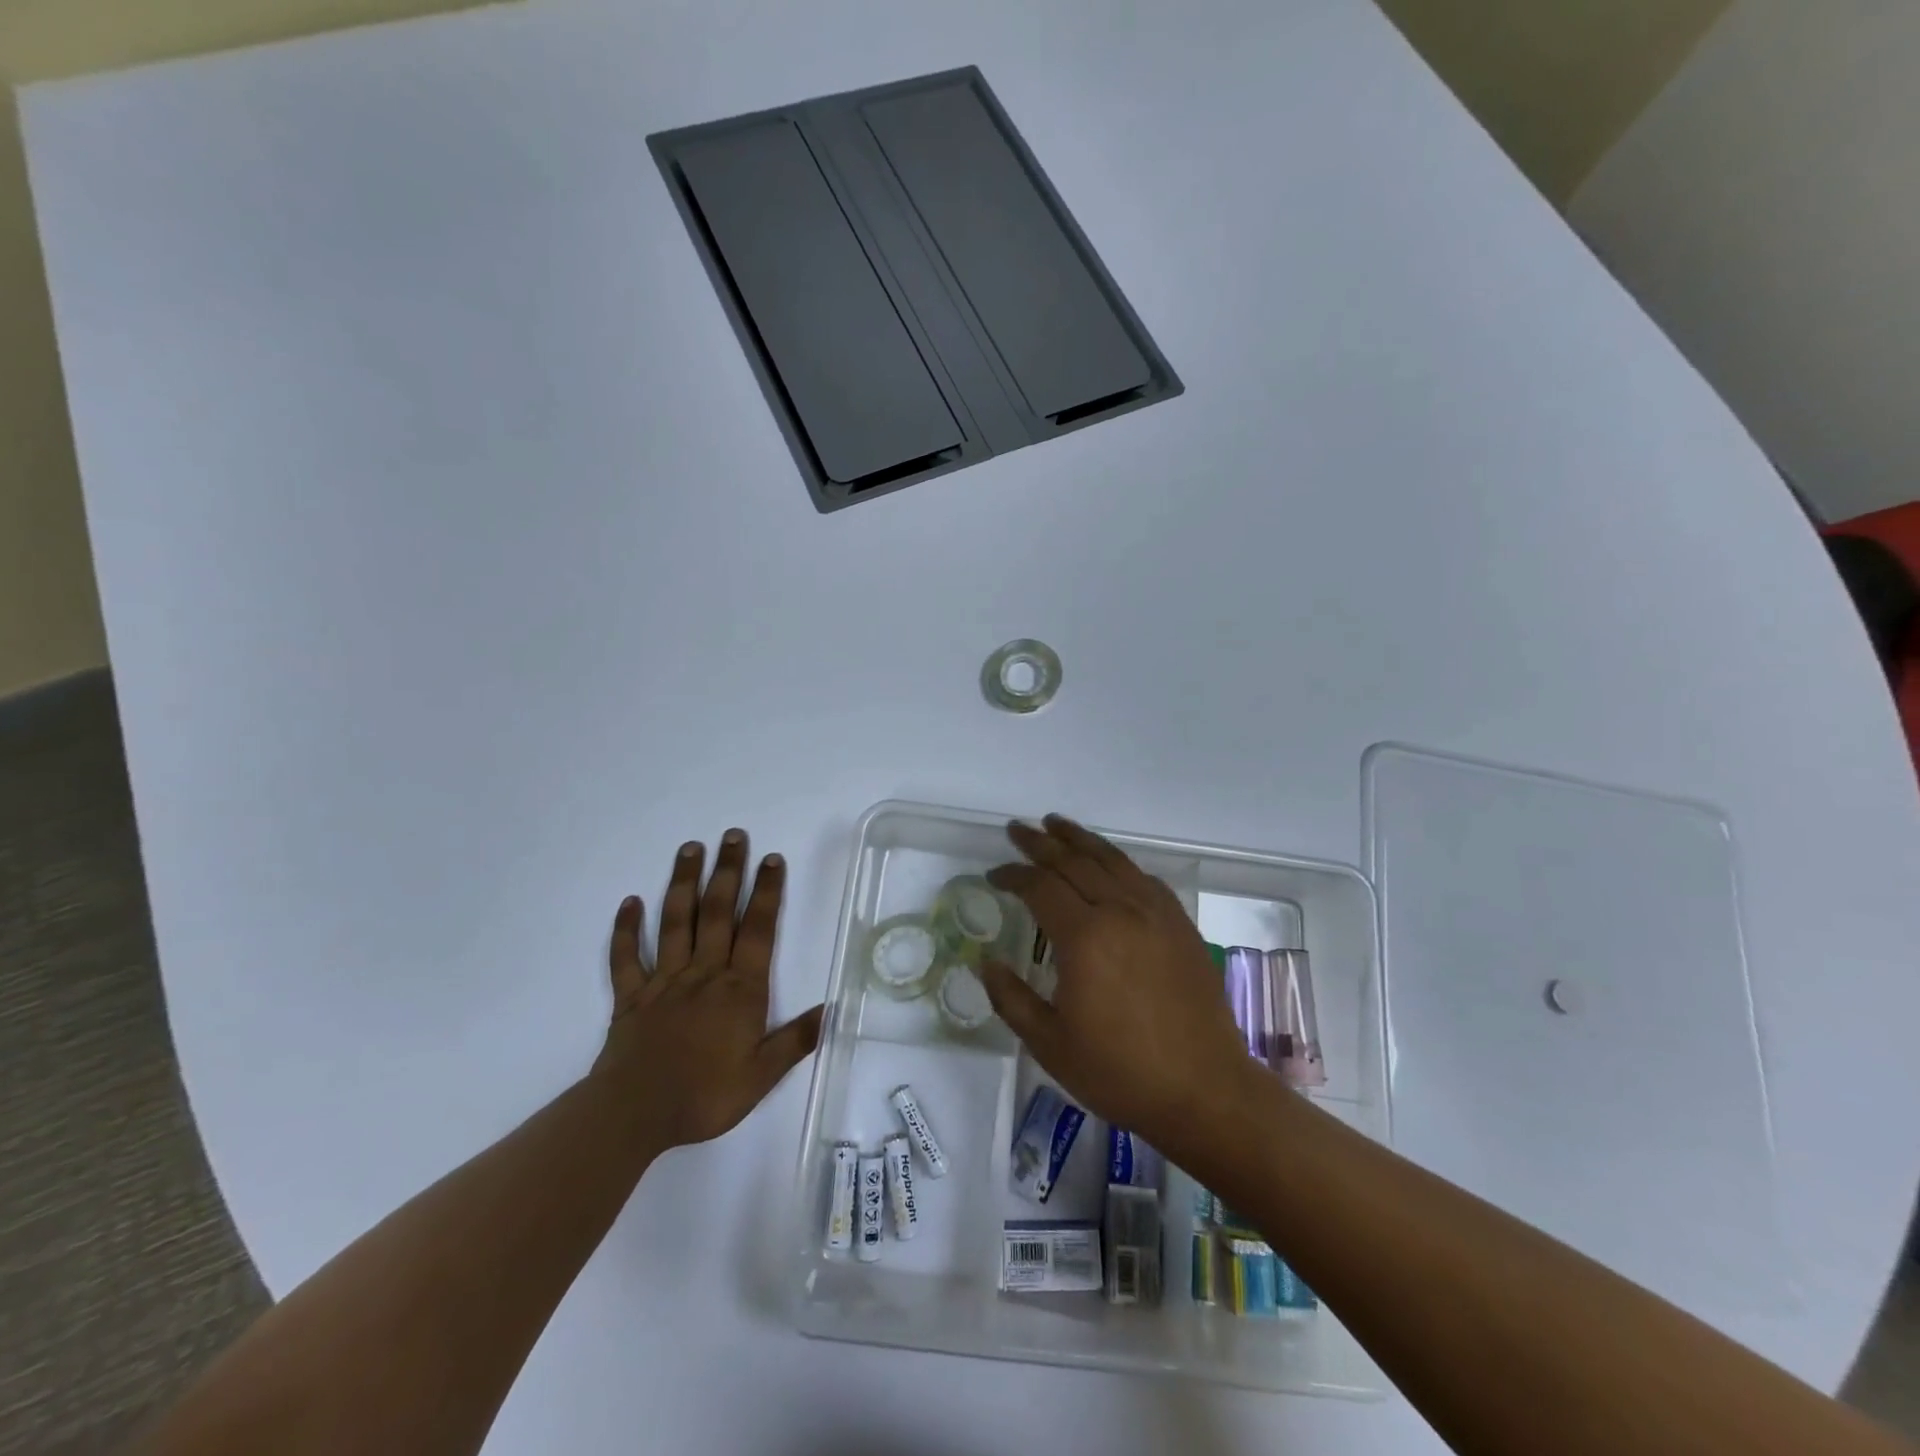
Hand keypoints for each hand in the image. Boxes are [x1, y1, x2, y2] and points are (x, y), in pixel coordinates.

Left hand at [592, 829, 823, 1149]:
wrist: (634, 1115)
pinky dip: (626, 929)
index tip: (771, 858)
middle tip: (732, 835)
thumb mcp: (761, 1076)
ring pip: (675, 923)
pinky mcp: (631, 997)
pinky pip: (626, 957)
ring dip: (684, 883)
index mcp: (739, 989)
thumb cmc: (704, 1095)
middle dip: (727, 871)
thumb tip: (831, 1009)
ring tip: (690, 848)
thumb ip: (795, 1040)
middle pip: (717, 913)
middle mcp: (704, 973)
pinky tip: (630, 902)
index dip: (766, 892)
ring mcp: (664, 981)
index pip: (758, 930)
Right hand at [980, 816, 1252, 1150]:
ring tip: (1056, 824)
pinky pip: (1143, 878)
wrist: (1205, 1090)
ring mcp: (1156, 914)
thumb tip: (985, 962)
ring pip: (1111, 860)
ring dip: (1079, 839)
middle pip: (1074, 861)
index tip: (994, 875)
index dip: (1012, 875)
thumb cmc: (1120, 1072)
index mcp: (1084, 937)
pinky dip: (1118, 862)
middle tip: (1017, 829)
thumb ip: (1011, 998)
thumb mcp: (1050, 1044)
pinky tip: (1109, 863)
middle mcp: (1120, 911)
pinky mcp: (1180, 924)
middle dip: (1041, 843)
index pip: (1039, 886)